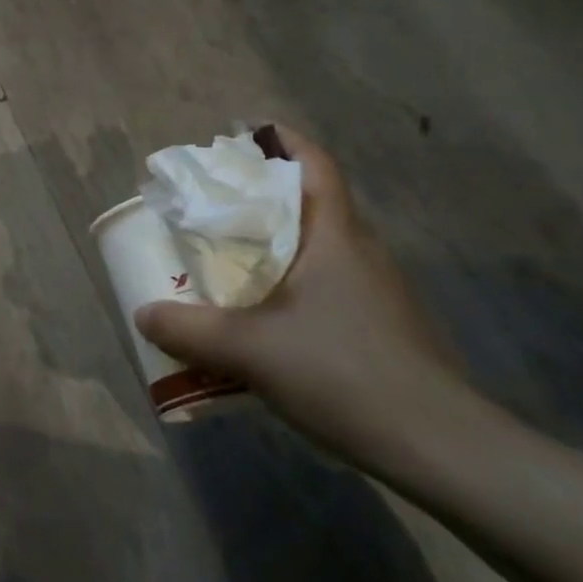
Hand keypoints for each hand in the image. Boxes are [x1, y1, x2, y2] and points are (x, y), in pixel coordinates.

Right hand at [135, 124, 469, 461]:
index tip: (245, 135)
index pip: (315, 165)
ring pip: (319, 248)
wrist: (439, 446)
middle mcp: (360, 250)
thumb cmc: (341, 371)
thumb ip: (190, 330)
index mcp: (335, 234)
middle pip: (311, 203)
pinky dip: (293, 285)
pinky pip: (328, 285)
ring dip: (277, 245)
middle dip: (264, 196)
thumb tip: (143, 312)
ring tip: (231, 260)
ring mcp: (377, 290)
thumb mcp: (250, 350)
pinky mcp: (383, 326)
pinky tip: (266, 320)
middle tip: (216, 206)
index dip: (283, 141)